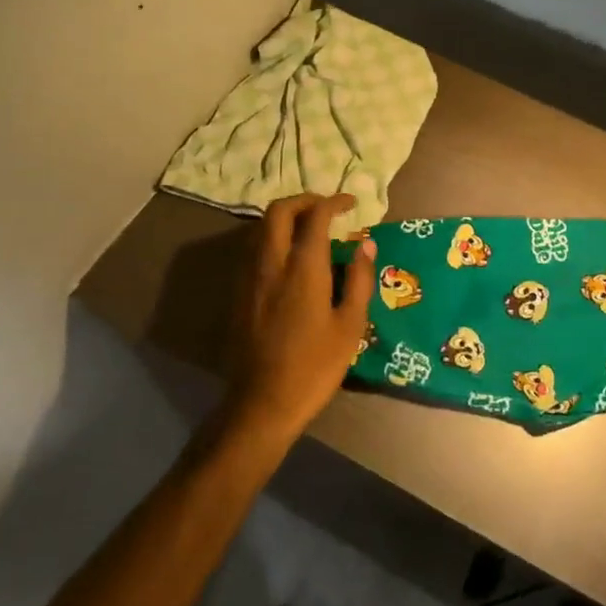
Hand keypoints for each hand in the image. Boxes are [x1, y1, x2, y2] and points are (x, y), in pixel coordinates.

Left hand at [223, 194, 377, 440]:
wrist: (262, 404)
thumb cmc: (314, 366)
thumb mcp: (350, 326)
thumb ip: (358, 279)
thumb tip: (366, 244)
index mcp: (302, 268)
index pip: (315, 216)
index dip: (333, 202)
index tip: (350, 204)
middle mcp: (271, 263)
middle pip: (278, 211)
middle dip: (303, 201)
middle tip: (326, 209)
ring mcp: (249, 278)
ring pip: (261, 229)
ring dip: (286, 219)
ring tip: (309, 231)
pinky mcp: (239, 294)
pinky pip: (254, 250)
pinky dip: (273, 240)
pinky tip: (290, 260)